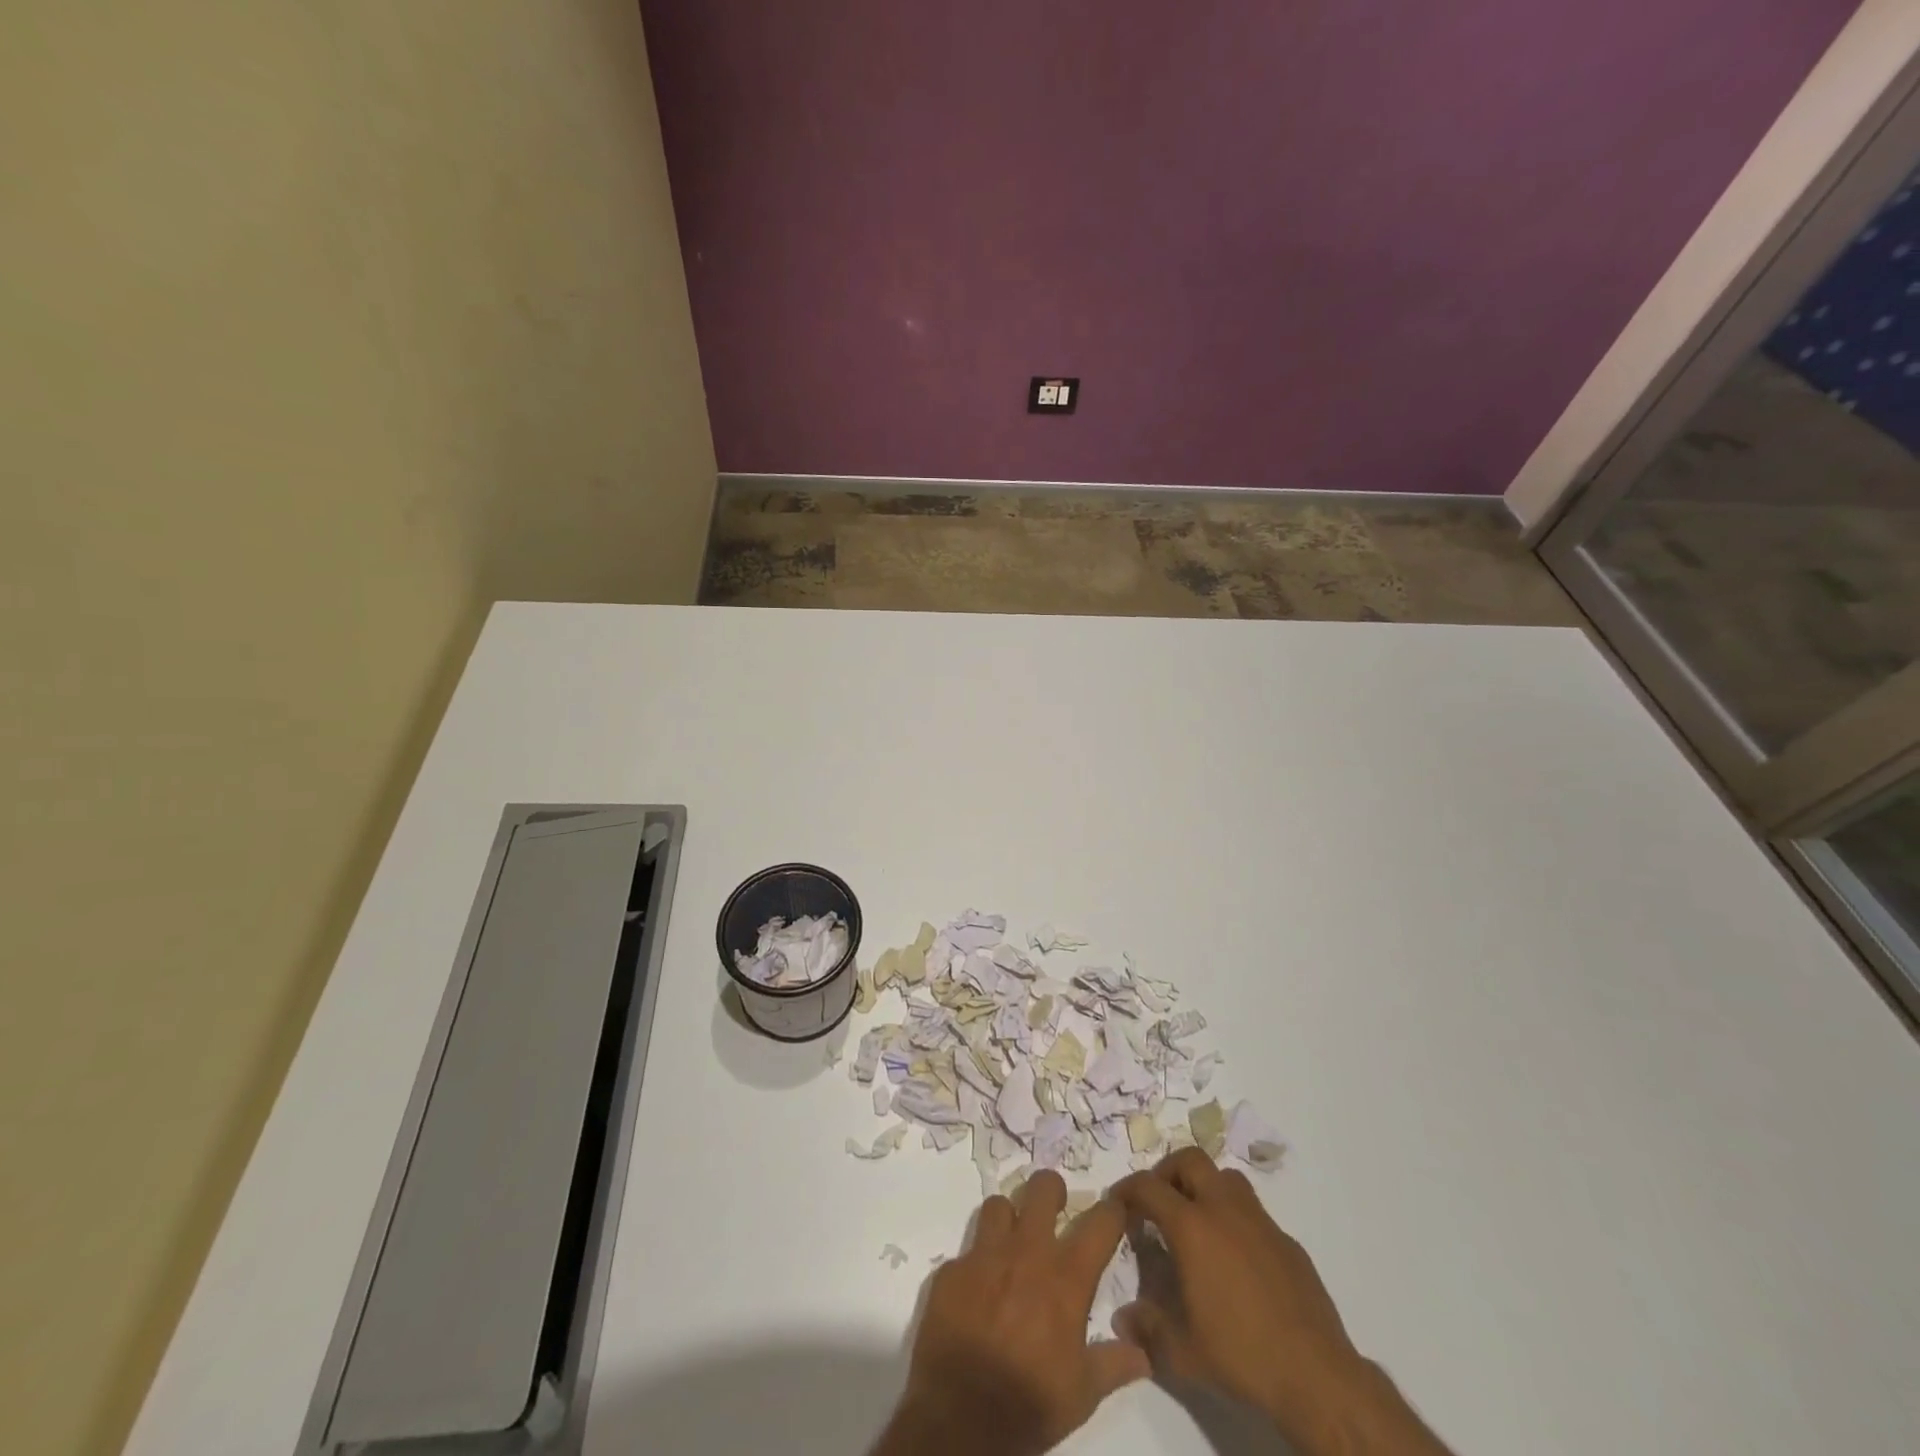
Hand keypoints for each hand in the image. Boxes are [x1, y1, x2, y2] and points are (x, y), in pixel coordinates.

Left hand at [872, 1170, 1149, 1455]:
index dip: (1112, 1211)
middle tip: (1055, 1210)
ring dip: (1008, 1218)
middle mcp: (1026, 1251)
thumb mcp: (1082, 1394)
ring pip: (998, 1204)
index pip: (1100, 1222)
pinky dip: (975, 1264)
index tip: (1115, 1211)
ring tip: (1012, 1243)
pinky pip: (966, 1250)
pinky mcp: (951, 1268)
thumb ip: (1114, 1364)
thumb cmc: (1029, 1403)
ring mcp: (984, 1254)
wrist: (959, 1419)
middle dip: (1052, 1191)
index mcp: (1065, 1276)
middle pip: (1042, 1187)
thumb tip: (1144, 1353)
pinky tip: (977, 1290)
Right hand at [1113, 1150, 1450, 1455]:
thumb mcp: (1182, 1352)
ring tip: (1196, 1220)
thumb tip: (1123, 1318)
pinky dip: (1235, 1219)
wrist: (1316, 1376)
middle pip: (1190, 1160)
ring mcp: (1260, 1221)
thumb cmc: (1241, 1356)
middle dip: (1167, 1172)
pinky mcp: (1287, 1241)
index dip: (1127, 1189)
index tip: (1118, 1203)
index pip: (1148, 1187)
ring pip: (1225, 1177)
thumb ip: (1147, 1327)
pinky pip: (1253, 1212)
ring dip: (1205, 1186)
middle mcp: (1224, 1209)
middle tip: (1158, 1201)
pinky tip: (1236, 1258)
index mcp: (1192, 1227)